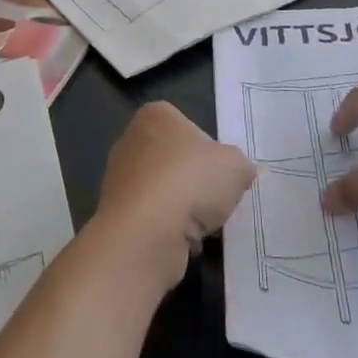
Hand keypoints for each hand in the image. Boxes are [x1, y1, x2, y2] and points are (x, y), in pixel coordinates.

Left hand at [97, 102, 253, 289]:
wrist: (146, 233)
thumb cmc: (191, 181)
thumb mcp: (236, 167)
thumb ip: (241, 165)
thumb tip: (241, 172)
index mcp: (156, 115)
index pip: (191, 128)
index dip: (212, 153)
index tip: (222, 174)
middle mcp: (131, 139)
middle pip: (177, 162)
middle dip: (196, 184)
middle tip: (216, 202)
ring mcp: (119, 178)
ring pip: (165, 193)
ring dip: (184, 211)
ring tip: (201, 226)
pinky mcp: (115, 214)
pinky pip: (152, 219)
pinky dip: (168, 231)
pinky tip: (181, 243)